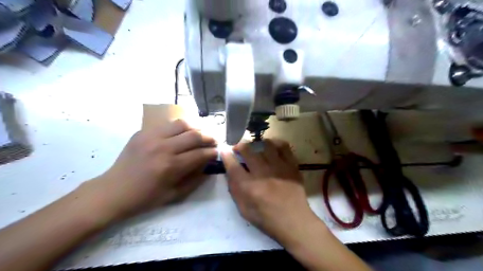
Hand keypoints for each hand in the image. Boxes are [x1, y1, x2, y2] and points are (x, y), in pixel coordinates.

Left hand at [82, 120, 216, 220]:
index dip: (212, 152)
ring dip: (195, 128)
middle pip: (194, 135)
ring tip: (199, 134)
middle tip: (213, 141)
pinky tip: (181, 134)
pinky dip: (178, 128)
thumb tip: (209, 166)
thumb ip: (195, 180)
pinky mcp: (142, 132)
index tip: (217, 152)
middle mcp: (163, 147)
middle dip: (208, 137)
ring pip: (181, 124)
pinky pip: (166, 124)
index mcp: (171, 166)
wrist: (113, 191)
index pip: (200, 154)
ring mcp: (151, 137)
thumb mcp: (174, 195)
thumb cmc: (145, 198)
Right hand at [221, 140, 319, 242]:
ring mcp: (279, 167)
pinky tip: (272, 147)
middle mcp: (263, 173)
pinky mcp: (291, 165)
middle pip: (248, 150)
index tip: (224, 150)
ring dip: (257, 144)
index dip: (226, 155)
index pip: (233, 165)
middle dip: (239, 146)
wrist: (294, 221)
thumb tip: (230, 171)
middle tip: (238, 149)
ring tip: (256, 149)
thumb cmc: (267, 219)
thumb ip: (234, 189)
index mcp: (249, 187)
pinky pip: (284, 146)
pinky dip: (276, 143)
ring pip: (265, 144)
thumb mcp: (244, 210)